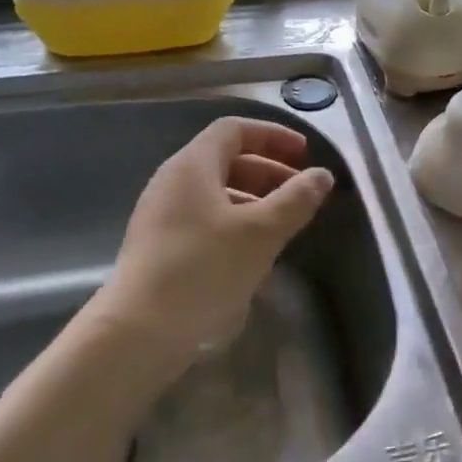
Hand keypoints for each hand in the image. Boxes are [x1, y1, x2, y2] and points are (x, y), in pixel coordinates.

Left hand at [88, 117, 333, 390]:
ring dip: (254, 200)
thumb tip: (322, 175)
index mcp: (192, 166)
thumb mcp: (260, 232)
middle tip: (301, 193)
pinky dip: (235, 223)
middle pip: (225, 160)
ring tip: (284, 224)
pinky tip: (254, 252)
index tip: (305, 154)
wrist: (139, 331)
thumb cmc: (203, 268)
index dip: (273, 135)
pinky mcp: (160, 247)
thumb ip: (295, 200)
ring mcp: (162, 216)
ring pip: (216, 193)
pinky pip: (204, 220)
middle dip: (269, 171)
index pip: (234, 130)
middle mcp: (172, 182)